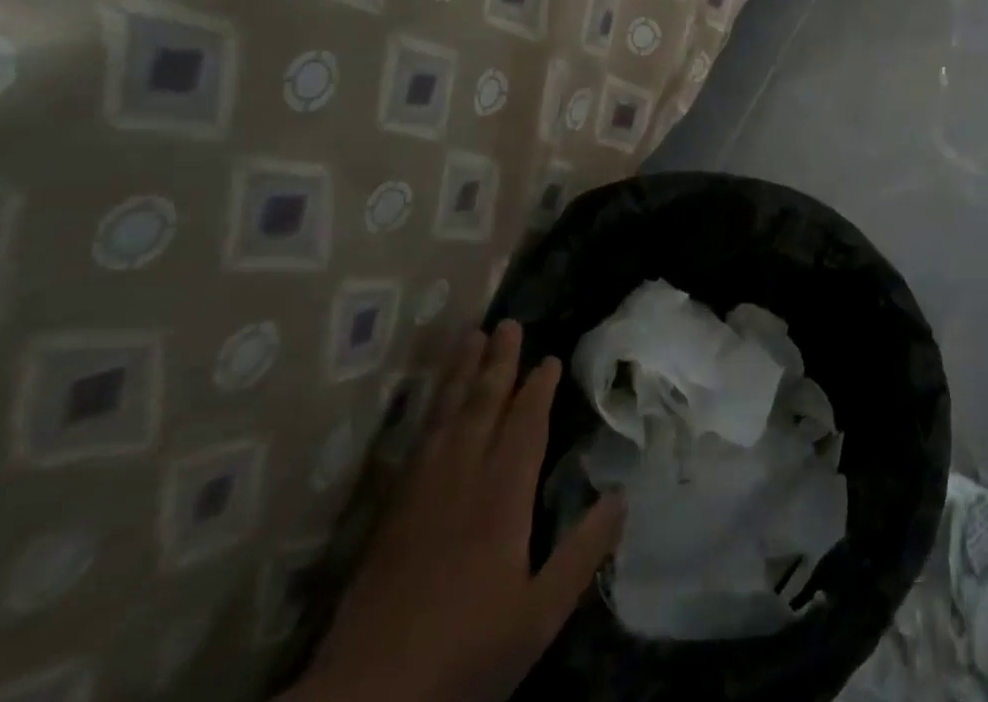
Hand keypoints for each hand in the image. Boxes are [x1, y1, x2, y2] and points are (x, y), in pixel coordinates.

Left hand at [297, 324, 623, 701]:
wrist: (366, 700)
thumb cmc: (464, 654)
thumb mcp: (538, 616)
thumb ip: (581, 554)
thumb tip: (621, 496)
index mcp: (501, 499)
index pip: (524, 427)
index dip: (538, 389)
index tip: (550, 356)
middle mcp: (461, 480)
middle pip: (483, 407)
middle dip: (498, 363)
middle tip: (508, 323)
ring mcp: (420, 494)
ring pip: (446, 416)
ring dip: (461, 374)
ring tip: (469, 337)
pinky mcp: (390, 514)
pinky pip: (418, 442)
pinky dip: (431, 410)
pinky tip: (435, 402)